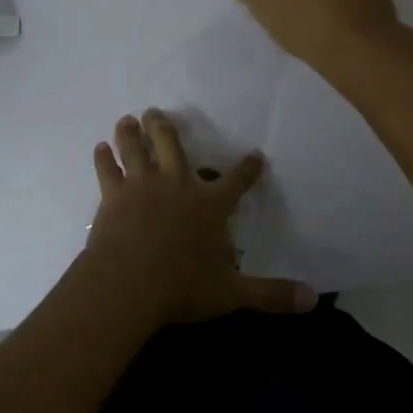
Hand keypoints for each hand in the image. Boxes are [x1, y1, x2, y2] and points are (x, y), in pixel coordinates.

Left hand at [83, 110, 314, 325]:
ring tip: (127, 119)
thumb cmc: (182, 287)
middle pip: (172, 145)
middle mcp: (177, 185)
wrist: (128, 284)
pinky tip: (99, 148)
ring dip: (132, 133)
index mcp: (209, 205)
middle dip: (165, 127)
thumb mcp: (232, 294)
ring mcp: (142, 186)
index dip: (248, 169)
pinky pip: (107, 171)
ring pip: (136, 150)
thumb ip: (270, 294)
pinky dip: (103, 158)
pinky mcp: (113, 196)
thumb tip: (312, 300)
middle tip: (156, 111)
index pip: (236, 181)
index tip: (255, 155)